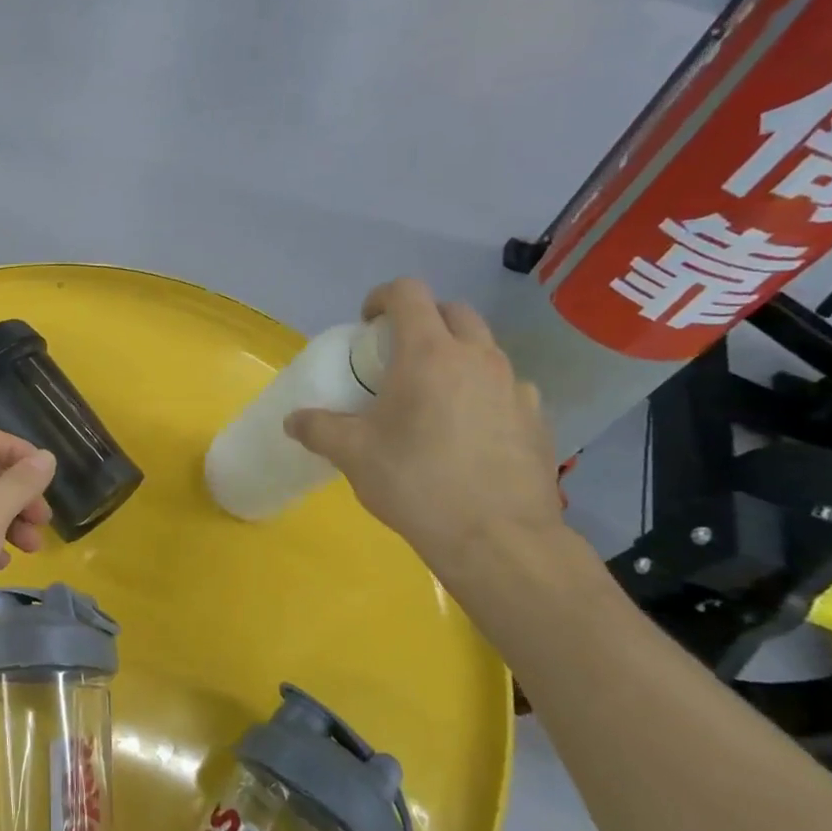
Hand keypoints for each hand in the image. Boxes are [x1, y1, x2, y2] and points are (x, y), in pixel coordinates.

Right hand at [285, 278, 562, 571]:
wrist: (497, 538)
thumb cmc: (416, 483)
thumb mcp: (353, 455)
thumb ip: (318, 429)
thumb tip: (293, 420)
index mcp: (429, 354)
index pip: (408, 293)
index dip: (382, 297)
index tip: (367, 324)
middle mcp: (478, 358)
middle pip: (452, 311)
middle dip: (422, 320)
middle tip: (397, 356)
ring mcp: (515, 386)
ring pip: (484, 349)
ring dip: (456, 355)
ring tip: (433, 397)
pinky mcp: (538, 418)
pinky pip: (507, 387)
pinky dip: (484, 392)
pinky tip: (470, 431)